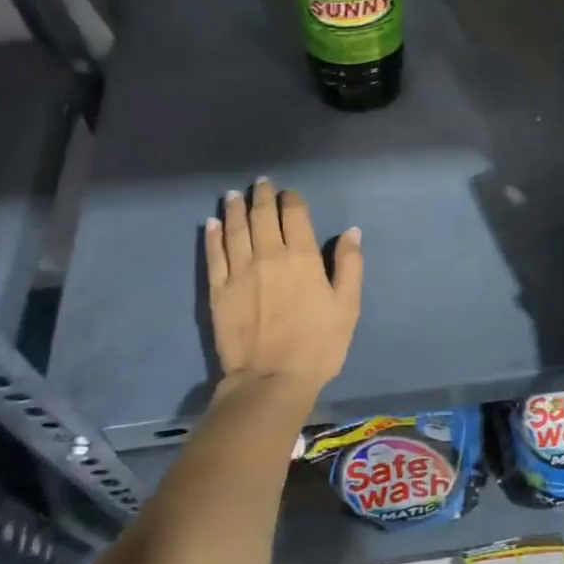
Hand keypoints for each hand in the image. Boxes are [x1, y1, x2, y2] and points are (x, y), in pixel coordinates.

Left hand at [206, 179, 362, 393]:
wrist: (271, 379)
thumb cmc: (318, 345)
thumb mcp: (347, 306)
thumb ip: (350, 265)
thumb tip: (351, 231)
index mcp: (302, 257)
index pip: (294, 215)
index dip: (291, 200)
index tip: (288, 193)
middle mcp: (268, 255)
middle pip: (262, 216)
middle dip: (262, 196)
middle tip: (261, 183)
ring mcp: (239, 271)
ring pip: (235, 229)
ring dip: (235, 208)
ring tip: (234, 194)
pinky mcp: (218, 290)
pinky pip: (214, 254)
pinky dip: (213, 235)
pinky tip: (212, 223)